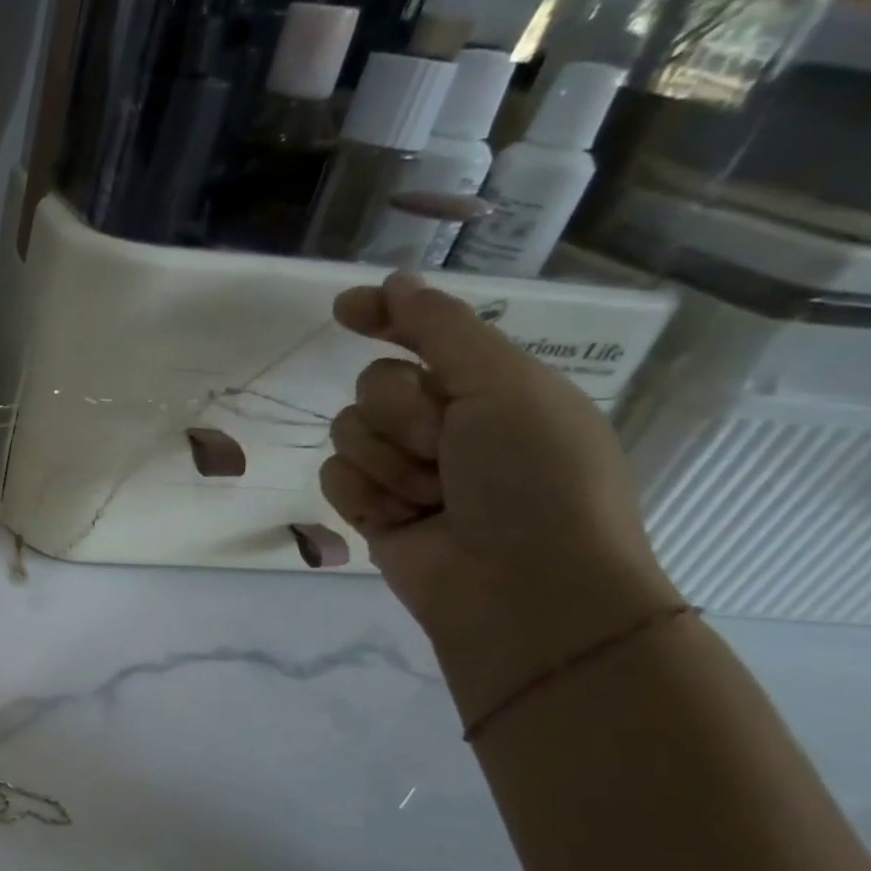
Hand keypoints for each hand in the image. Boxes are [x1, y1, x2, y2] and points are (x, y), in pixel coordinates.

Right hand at [320, 272, 678, 712]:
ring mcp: (405, 470)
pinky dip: (364, 494)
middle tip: (445, 448)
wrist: (521, 588)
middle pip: (374, 385)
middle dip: (403, 415)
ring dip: (386, 461)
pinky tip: (398, 520)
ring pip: (348, 432)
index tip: (345, 309)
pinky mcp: (371, 509)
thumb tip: (394, 282)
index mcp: (491, 387)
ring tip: (429, 497)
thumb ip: (443, 330)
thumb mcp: (505, 386)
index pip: (423, 335)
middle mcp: (445, 424)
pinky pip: (334, 476)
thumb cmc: (536, 479)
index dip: (384, 317)